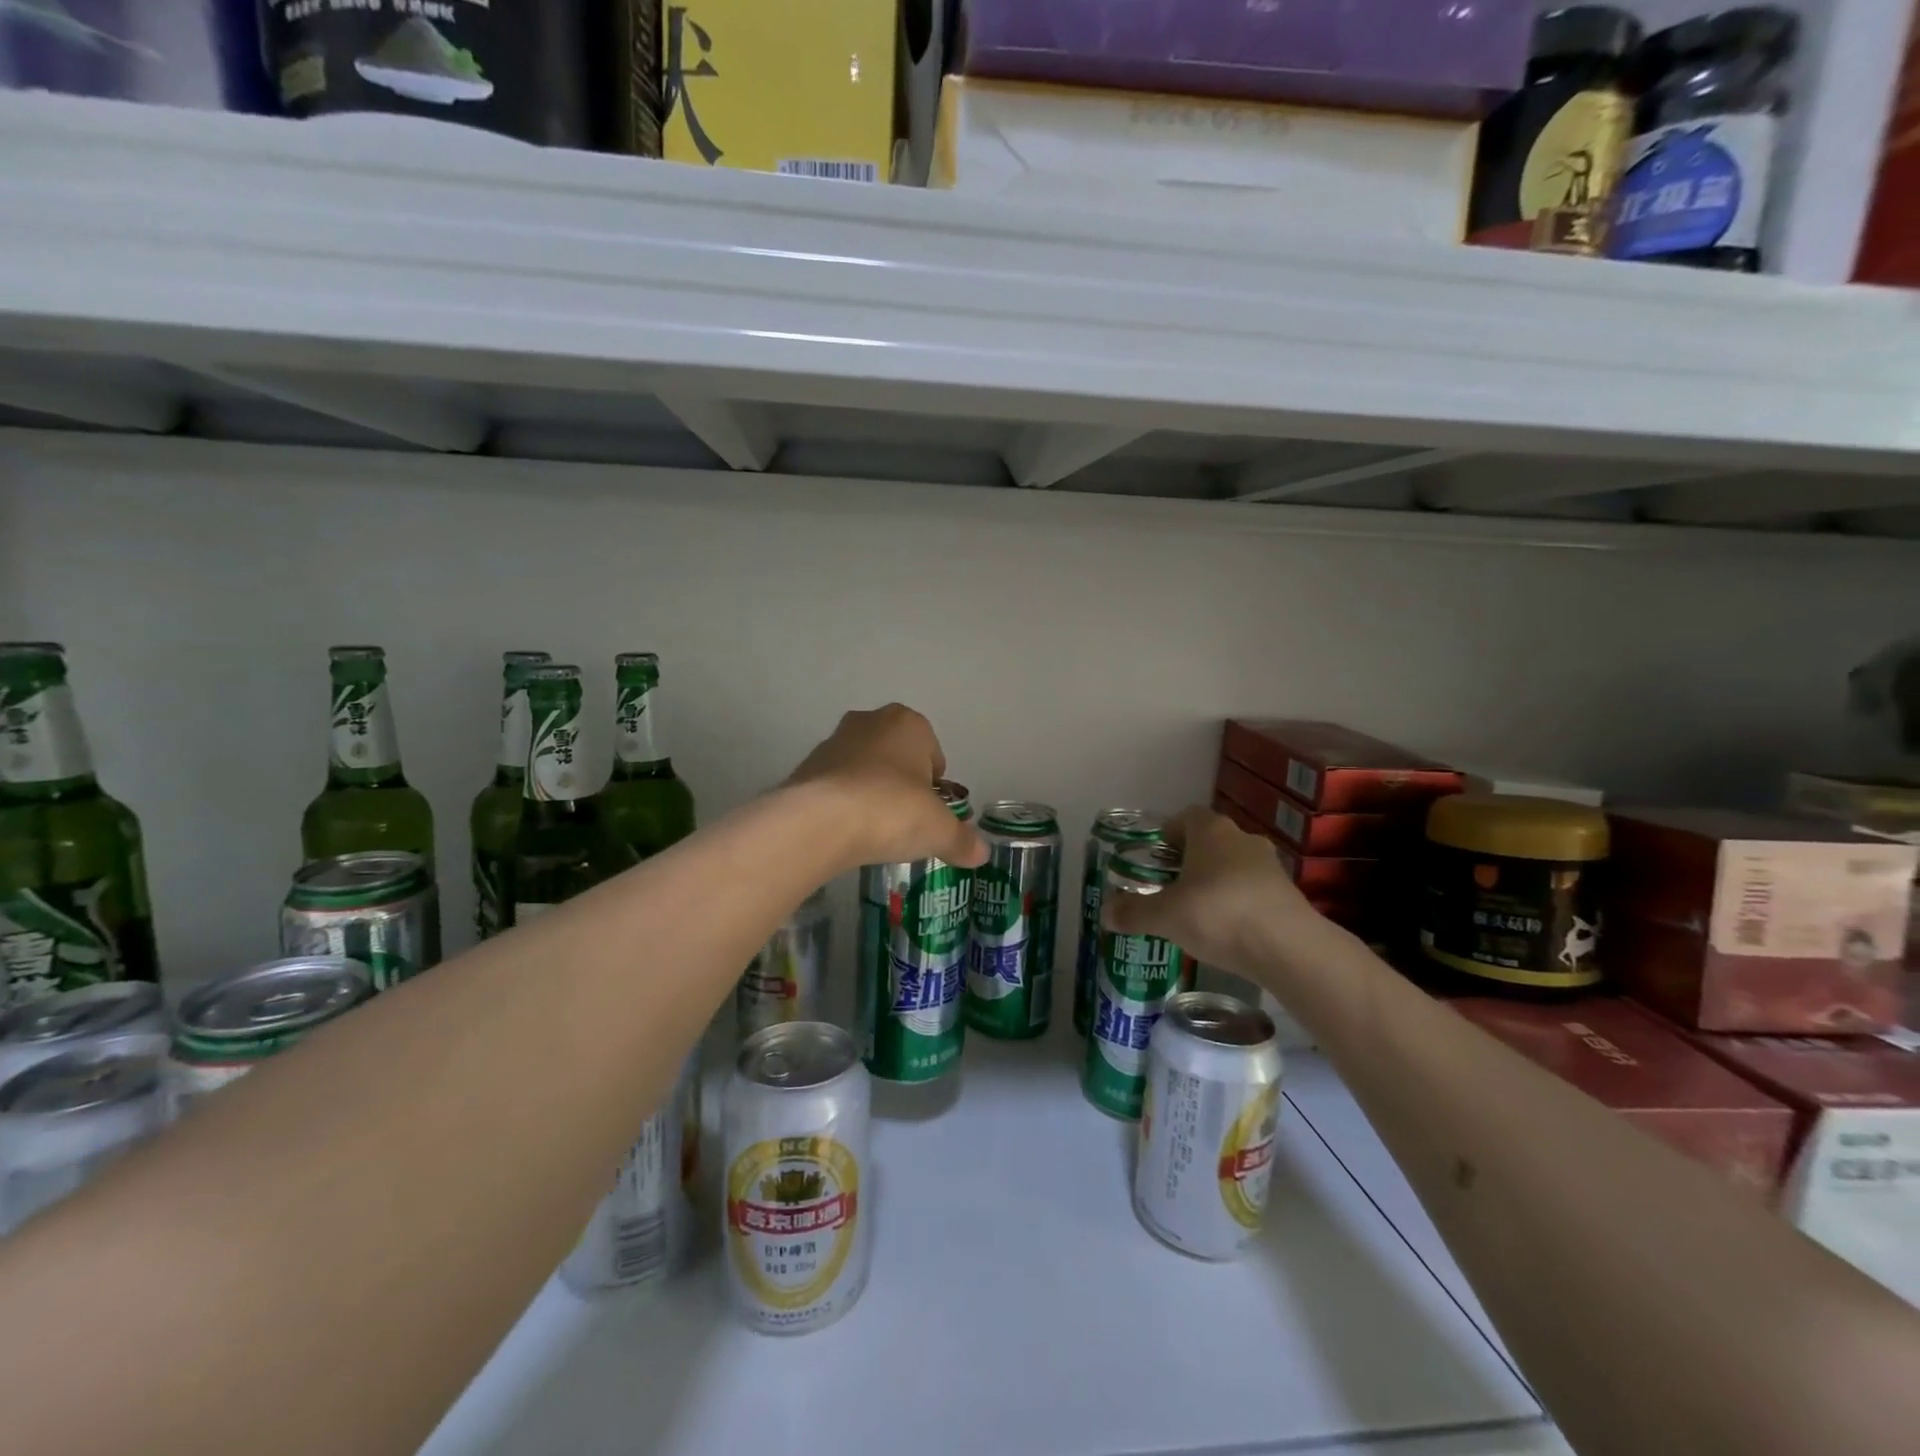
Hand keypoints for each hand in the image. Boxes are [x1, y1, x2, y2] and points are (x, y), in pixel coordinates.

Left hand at [787, 705, 987, 871]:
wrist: (820, 821)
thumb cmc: (892, 810)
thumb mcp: (939, 831)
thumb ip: (962, 840)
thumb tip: (981, 853)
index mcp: (909, 723)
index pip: (933, 752)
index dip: (934, 785)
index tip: (930, 813)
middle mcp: (870, 722)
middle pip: (896, 756)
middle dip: (901, 784)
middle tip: (904, 821)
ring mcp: (834, 741)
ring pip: (863, 768)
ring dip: (870, 792)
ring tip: (873, 831)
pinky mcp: (805, 766)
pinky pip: (835, 785)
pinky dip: (843, 804)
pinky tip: (846, 832)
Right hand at [1103, 807, 1344, 985]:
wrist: (1289, 948)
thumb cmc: (1218, 915)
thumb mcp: (1165, 916)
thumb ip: (1134, 912)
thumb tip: (1105, 913)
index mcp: (1210, 830)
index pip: (1185, 817)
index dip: (1167, 834)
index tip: (1155, 859)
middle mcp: (1241, 838)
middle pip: (1209, 841)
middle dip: (1189, 861)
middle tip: (1169, 888)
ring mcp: (1269, 865)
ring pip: (1232, 865)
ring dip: (1215, 882)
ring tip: (1197, 913)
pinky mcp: (1288, 893)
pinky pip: (1252, 890)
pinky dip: (1237, 903)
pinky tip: (1227, 930)